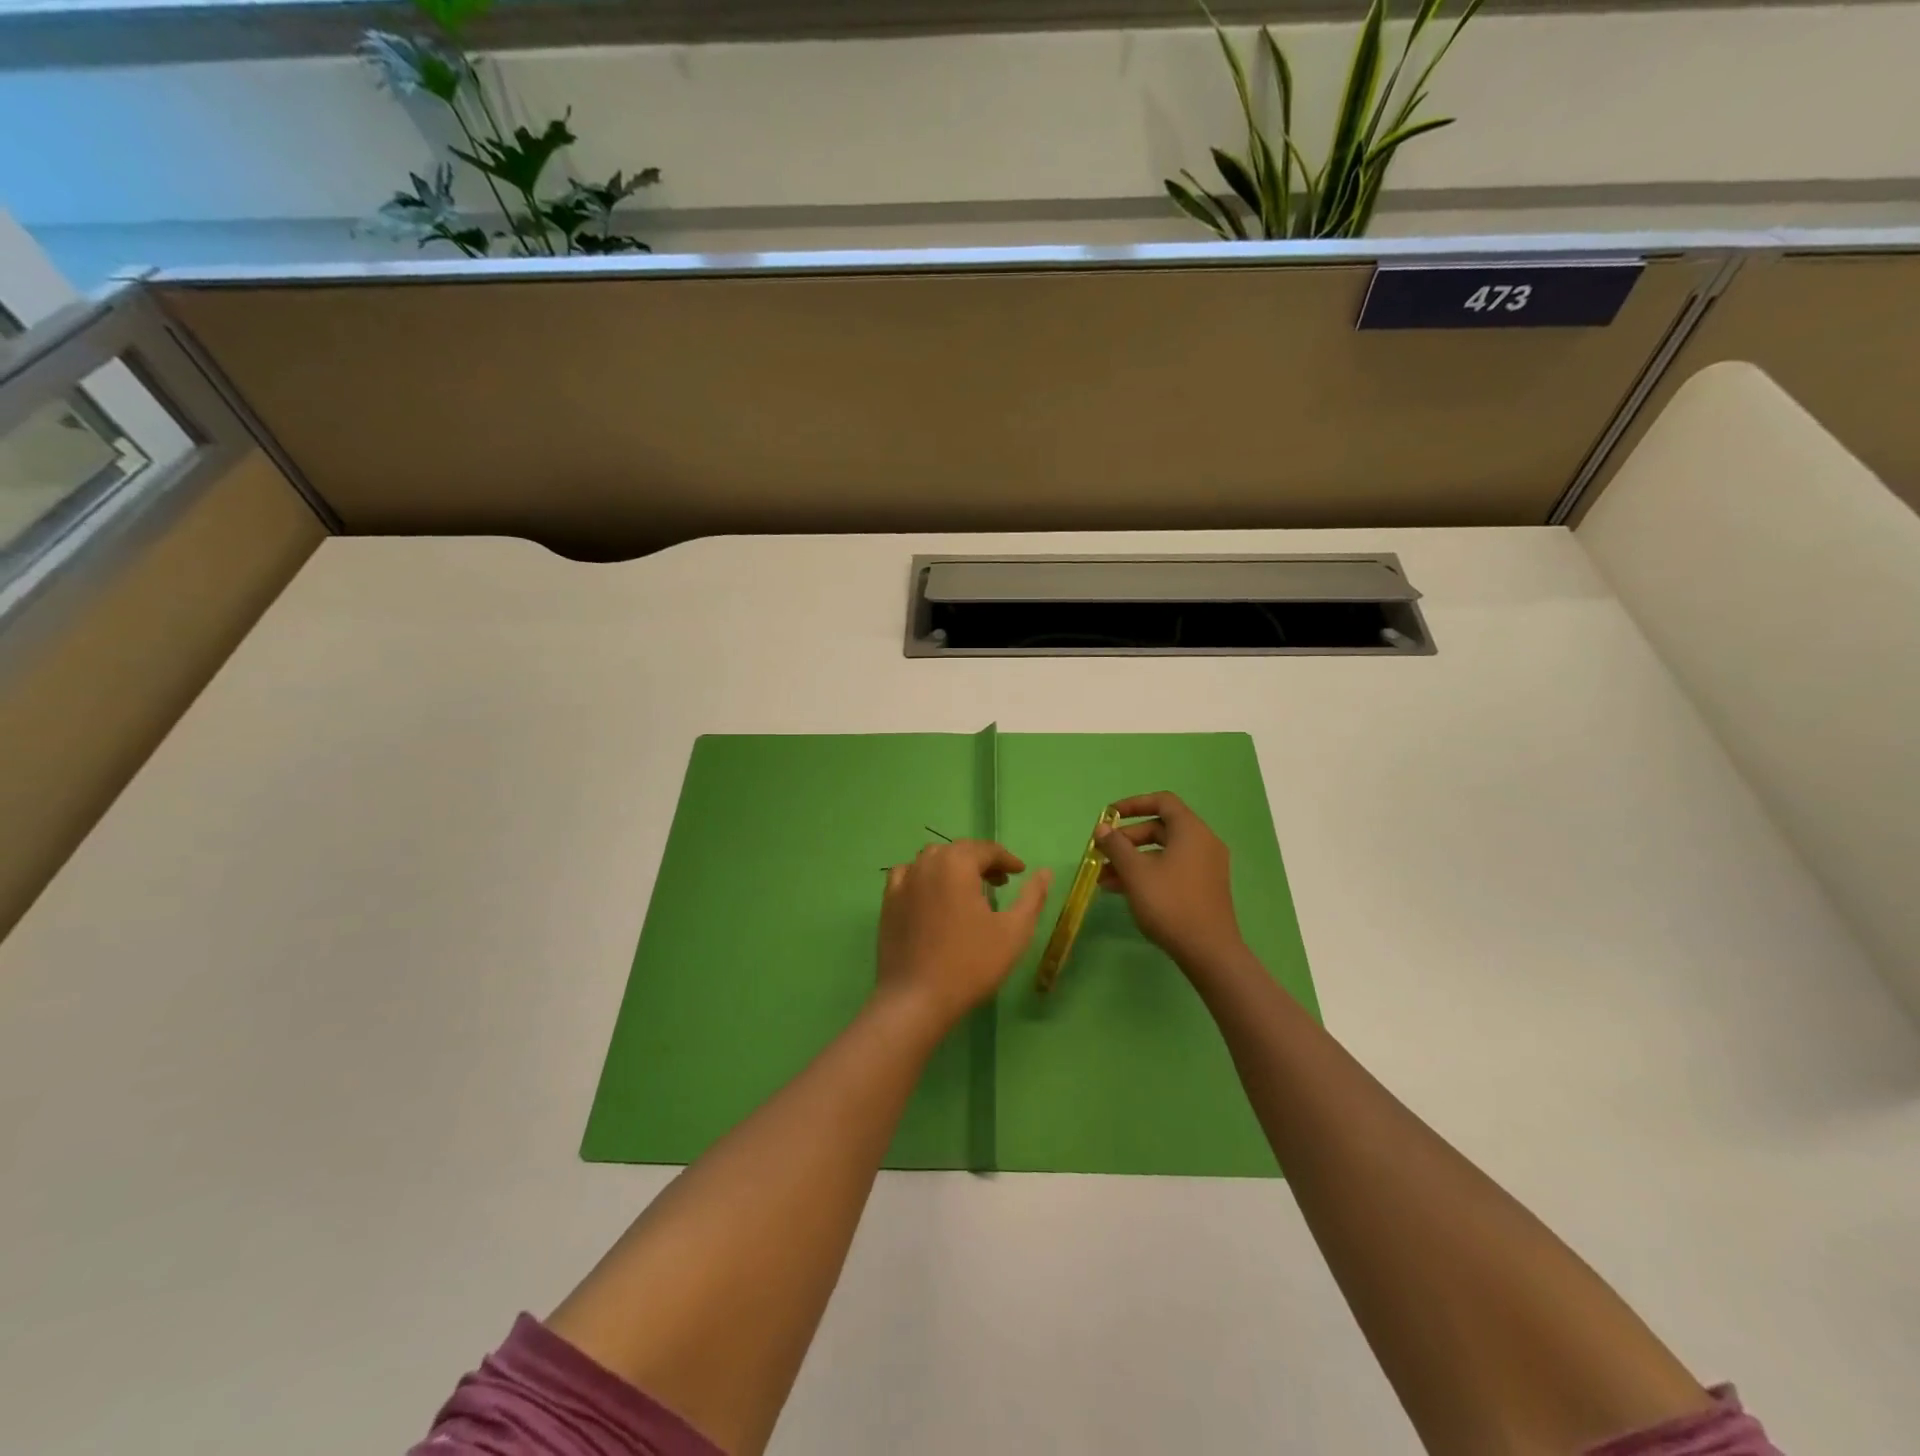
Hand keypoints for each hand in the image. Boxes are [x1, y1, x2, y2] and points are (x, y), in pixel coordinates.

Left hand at [877, 841, 1051, 1028]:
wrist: (916, 999)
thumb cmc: (970, 963)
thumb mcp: (1013, 931)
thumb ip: (1032, 897)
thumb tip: (1045, 872)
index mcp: (956, 864)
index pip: (986, 850)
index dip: (1007, 859)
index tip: (1020, 873)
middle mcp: (926, 864)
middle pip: (959, 851)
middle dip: (982, 862)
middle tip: (1001, 883)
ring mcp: (903, 882)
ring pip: (933, 860)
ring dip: (954, 867)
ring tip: (970, 890)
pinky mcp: (888, 902)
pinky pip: (909, 875)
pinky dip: (926, 877)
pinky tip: (934, 896)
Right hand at [1097, 792, 1245, 970]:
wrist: (1208, 952)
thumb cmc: (1170, 903)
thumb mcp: (1135, 872)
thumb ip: (1116, 846)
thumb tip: (1102, 828)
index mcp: (1191, 831)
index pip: (1162, 801)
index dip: (1133, 804)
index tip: (1109, 816)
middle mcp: (1202, 843)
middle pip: (1160, 828)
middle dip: (1127, 840)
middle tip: (1102, 854)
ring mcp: (1205, 867)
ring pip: (1162, 853)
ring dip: (1132, 861)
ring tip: (1104, 879)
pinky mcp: (1203, 888)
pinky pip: (1171, 869)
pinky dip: (1147, 874)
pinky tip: (1122, 891)